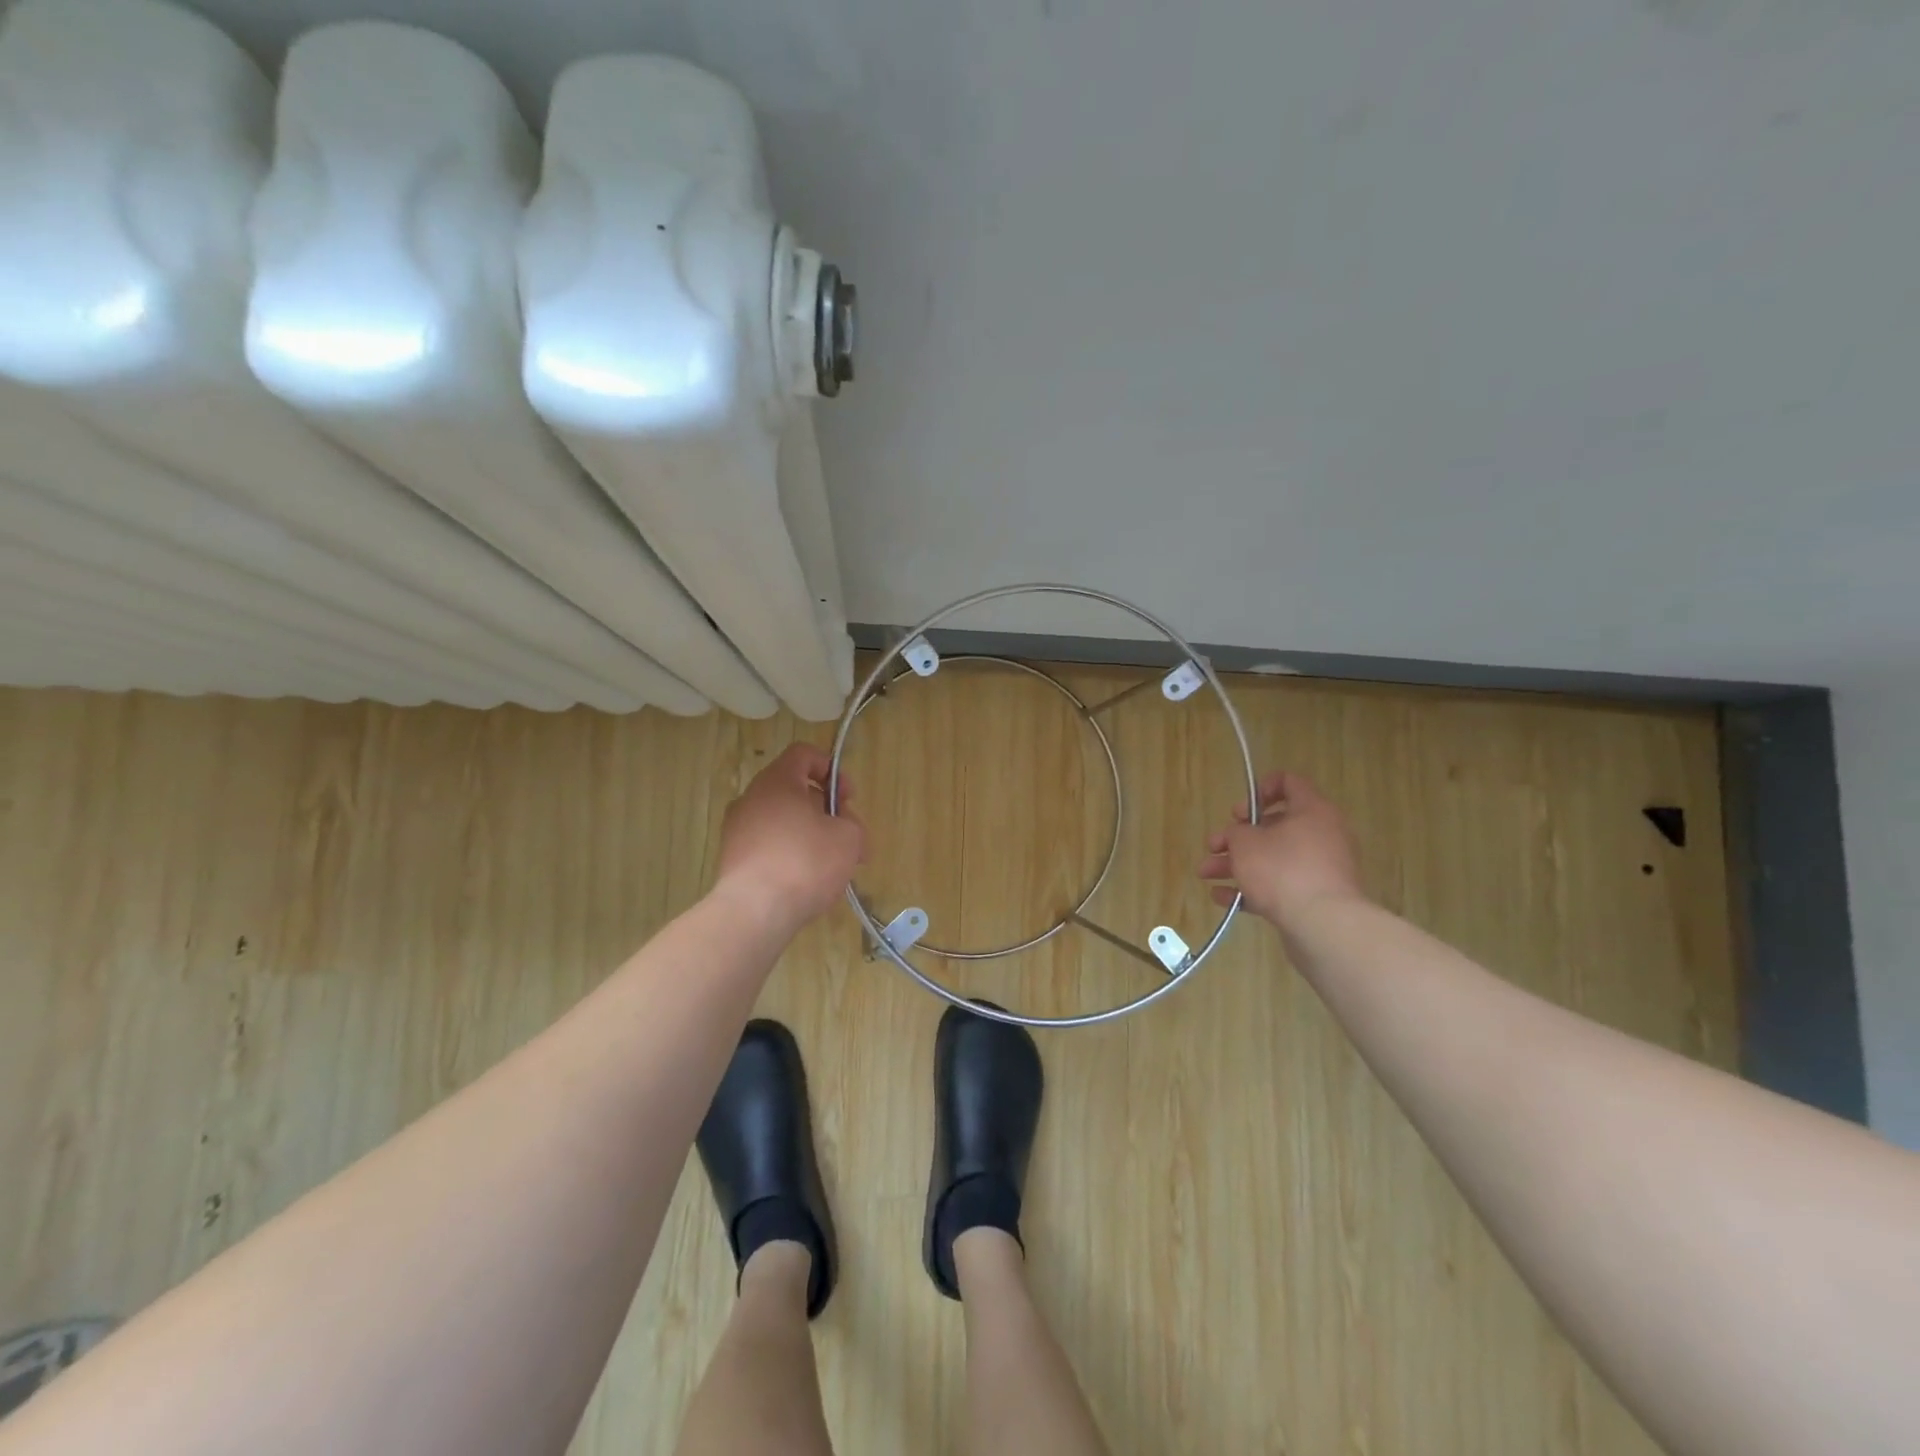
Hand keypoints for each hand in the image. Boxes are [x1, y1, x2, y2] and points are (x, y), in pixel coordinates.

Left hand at [714, 743, 865, 934]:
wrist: (755, 911)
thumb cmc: (806, 862)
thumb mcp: (849, 837)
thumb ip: (851, 823)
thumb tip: (843, 828)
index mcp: (777, 781)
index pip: (803, 754)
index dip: (831, 769)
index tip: (848, 797)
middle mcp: (751, 798)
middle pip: (794, 791)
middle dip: (825, 811)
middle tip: (848, 838)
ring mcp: (737, 830)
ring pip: (782, 821)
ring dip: (810, 835)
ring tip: (832, 866)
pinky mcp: (733, 860)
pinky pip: (769, 846)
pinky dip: (790, 856)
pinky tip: (807, 881)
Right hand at [1198, 771, 1364, 928]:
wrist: (1323, 925)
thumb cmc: (1283, 870)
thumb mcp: (1246, 842)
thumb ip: (1236, 832)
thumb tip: (1239, 836)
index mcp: (1312, 811)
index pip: (1289, 783)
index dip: (1259, 790)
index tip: (1239, 811)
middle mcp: (1322, 835)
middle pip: (1274, 826)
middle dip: (1236, 838)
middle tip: (1214, 846)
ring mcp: (1320, 868)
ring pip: (1273, 858)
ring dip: (1237, 864)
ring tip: (1205, 875)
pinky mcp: (1315, 896)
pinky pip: (1280, 885)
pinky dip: (1252, 888)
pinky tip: (1222, 898)